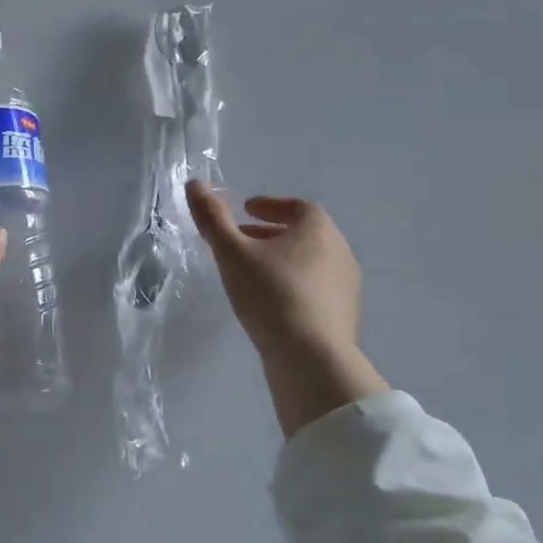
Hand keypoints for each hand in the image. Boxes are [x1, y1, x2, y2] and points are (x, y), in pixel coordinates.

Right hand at [186, 181, 389, 437]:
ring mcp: (346, 285)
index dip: (269, 205)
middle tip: (243, 241)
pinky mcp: (345, 315)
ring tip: (254, 273)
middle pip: (303, 233)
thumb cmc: (271, 294)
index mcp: (317, 228)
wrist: (312, 359)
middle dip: (272, 233)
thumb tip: (195, 183)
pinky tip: (272, 304)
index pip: (296, 206)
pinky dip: (293, 285)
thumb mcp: (232, 253)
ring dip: (283, 260)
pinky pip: (316, 289)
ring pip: (310, 262)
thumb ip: (213, 218)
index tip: (246, 211)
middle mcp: (339, 250)